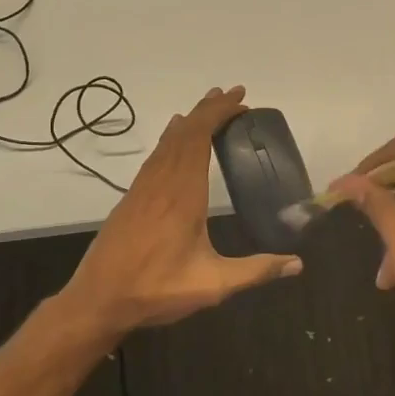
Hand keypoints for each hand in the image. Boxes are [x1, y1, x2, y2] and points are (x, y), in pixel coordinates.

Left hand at [62, 86, 301, 336]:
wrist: (97, 300)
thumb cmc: (156, 290)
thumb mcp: (212, 284)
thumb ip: (255, 271)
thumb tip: (297, 264)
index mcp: (183, 194)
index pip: (200, 138)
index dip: (219, 114)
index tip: (241, 100)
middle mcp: (162, 182)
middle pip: (185, 133)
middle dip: (209, 109)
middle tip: (234, 95)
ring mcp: (143, 188)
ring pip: (168, 142)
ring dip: (190, 120)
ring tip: (209, 106)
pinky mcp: (131, 198)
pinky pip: (155, 156)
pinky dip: (171, 138)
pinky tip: (174, 136)